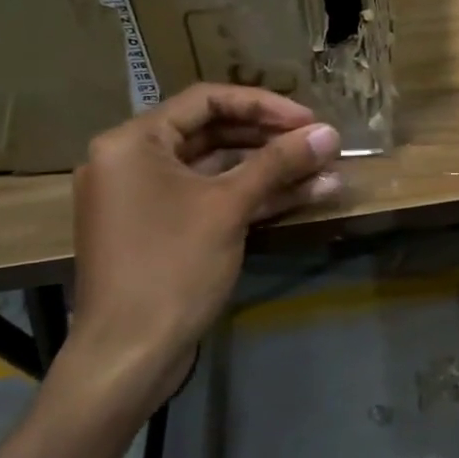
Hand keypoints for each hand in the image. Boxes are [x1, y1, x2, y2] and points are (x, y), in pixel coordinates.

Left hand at [60, 84, 341, 416]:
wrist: (128, 357)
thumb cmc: (172, 267)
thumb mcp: (229, 207)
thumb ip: (279, 163)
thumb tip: (330, 132)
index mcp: (133, 142)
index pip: (206, 100)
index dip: (264, 105)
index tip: (308, 119)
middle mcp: (134, 162)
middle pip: (214, 133)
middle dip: (272, 139)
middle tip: (320, 144)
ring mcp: (147, 199)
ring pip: (218, 170)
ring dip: (271, 171)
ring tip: (325, 171)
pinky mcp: (163, 230)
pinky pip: (211, 199)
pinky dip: (252, 197)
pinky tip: (303, 196)